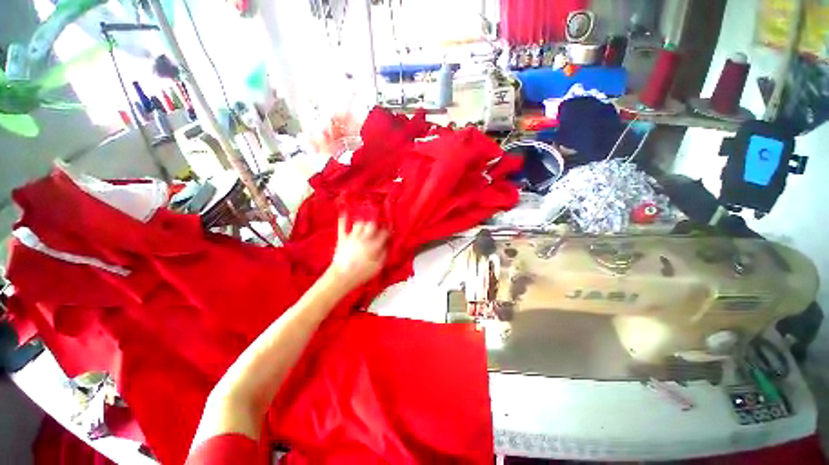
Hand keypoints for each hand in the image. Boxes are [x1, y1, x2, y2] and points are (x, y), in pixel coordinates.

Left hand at [329, 218, 387, 289]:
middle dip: (376, 225)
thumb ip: (384, 255)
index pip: (384, 233)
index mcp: (374, 246)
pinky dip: (343, 220)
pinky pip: (342, 226)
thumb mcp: (378, 267)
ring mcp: (352, 237)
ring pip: (359, 223)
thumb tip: (387, 246)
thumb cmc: (361, 274)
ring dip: (363, 224)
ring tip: (365, 227)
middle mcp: (364, 238)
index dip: (388, 231)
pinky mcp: (342, 239)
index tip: (390, 231)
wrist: (342, 276)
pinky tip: (345, 213)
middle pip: (372, 224)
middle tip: (377, 229)